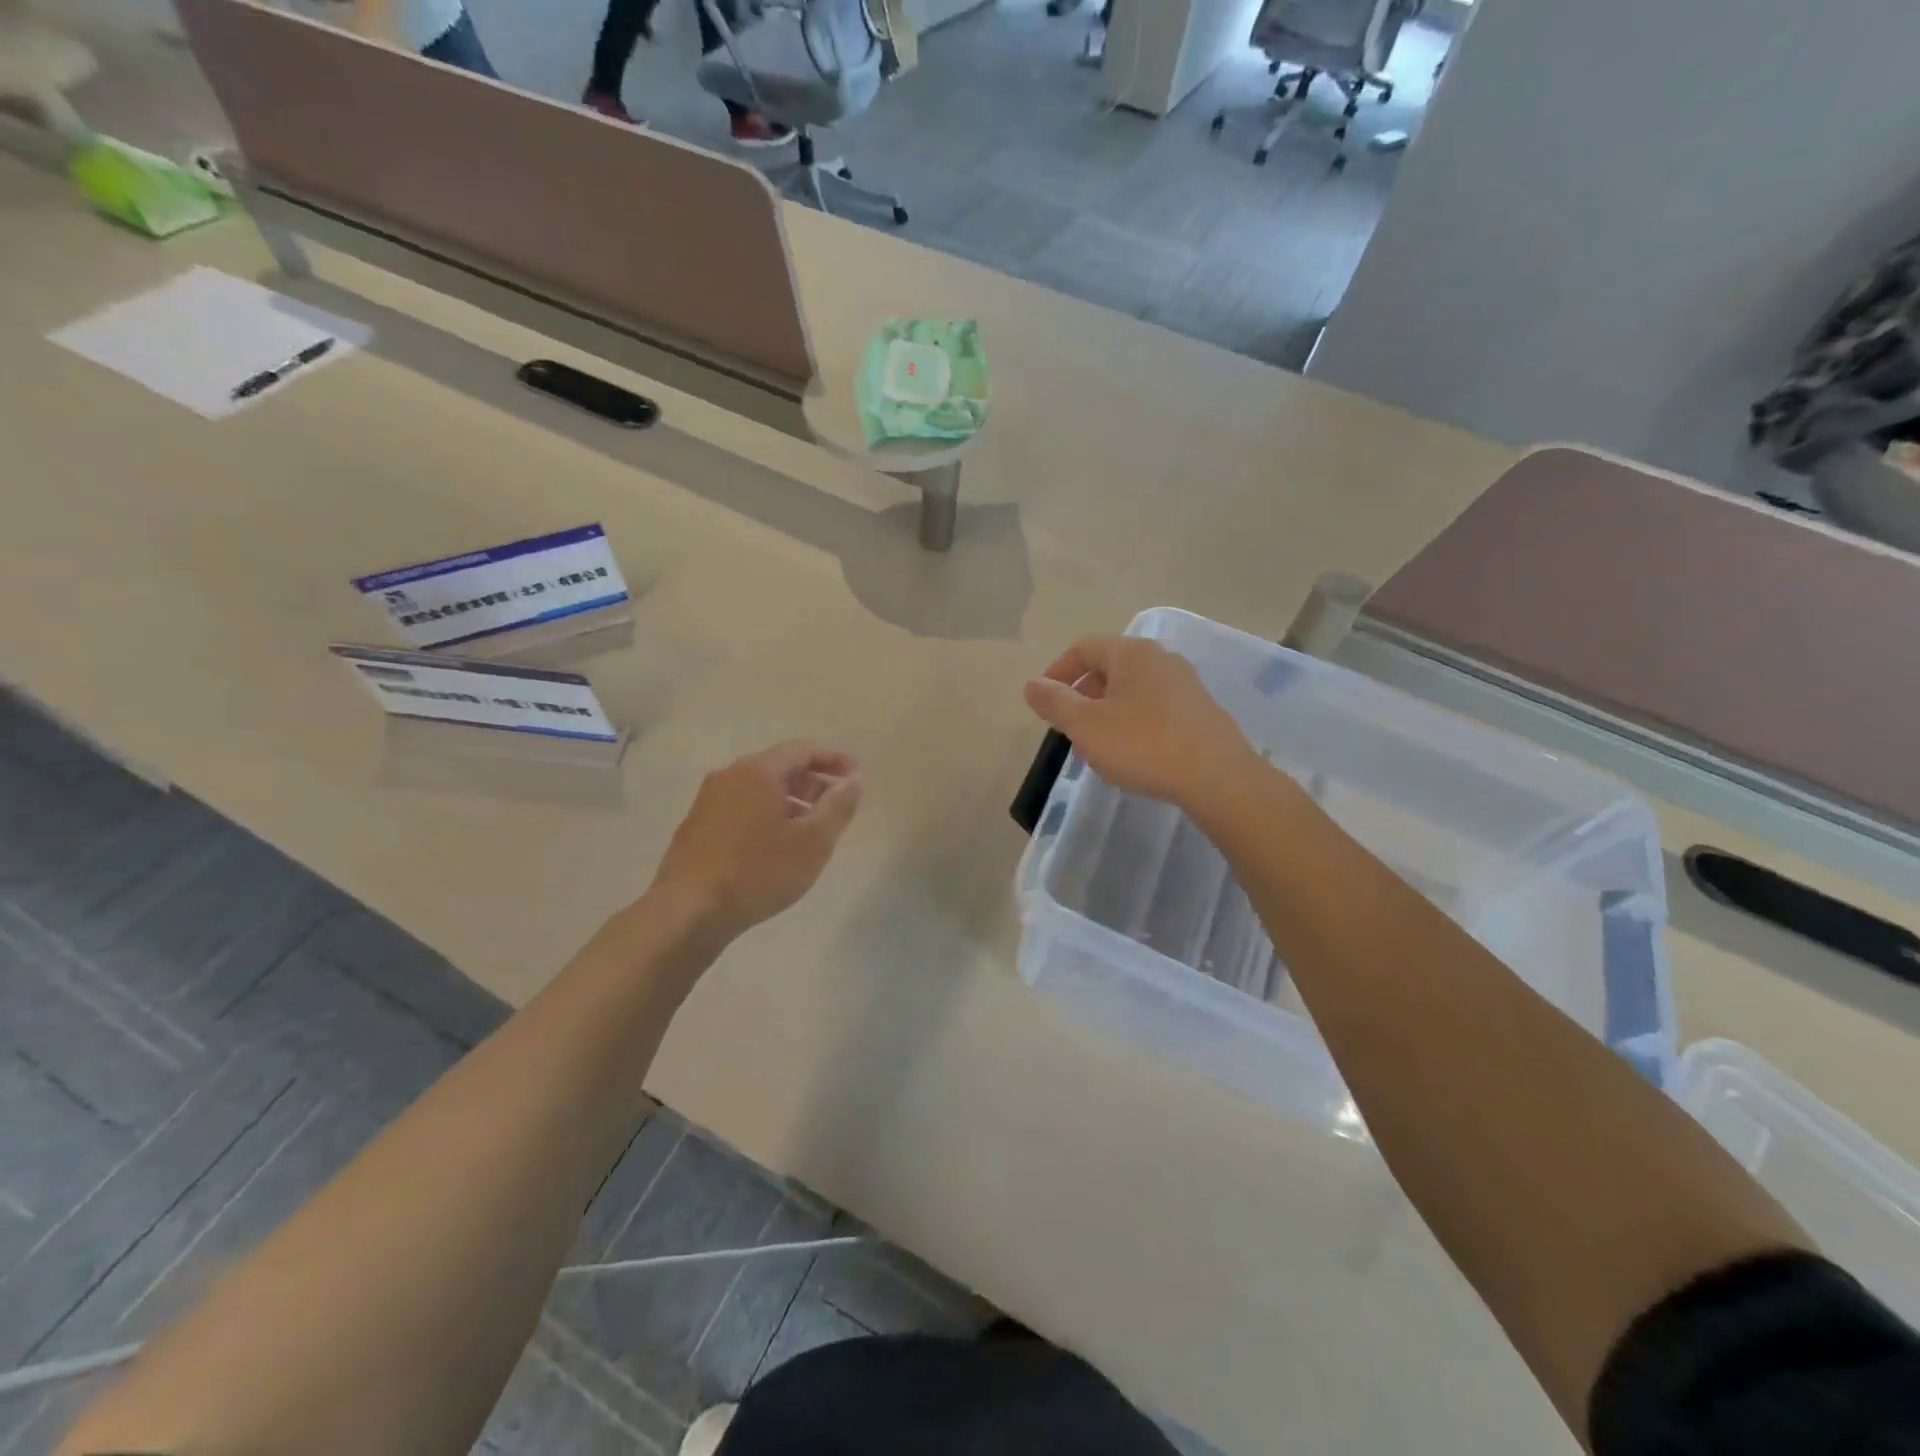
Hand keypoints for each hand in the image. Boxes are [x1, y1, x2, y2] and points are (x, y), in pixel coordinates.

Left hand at [651, 742, 862, 936]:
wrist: (688, 911)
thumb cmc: (758, 872)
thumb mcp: (813, 841)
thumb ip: (838, 805)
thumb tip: (854, 778)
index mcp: (758, 770)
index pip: (804, 749)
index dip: (835, 760)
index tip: (857, 778)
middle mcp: (730, 774)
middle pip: (781, 766)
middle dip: (814, 781)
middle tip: (838, 807)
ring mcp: (709, 799)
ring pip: (760, 787)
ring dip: (791, 800)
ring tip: (812, 829)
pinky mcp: (697, 824)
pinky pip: (742, 805)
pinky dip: (767, 813)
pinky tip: (777, 843)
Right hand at [1023, 636, 1260, 814]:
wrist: (1218, 777)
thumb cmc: (1144, 745)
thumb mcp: (1086, 726)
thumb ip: (1055, 702)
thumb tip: (1032, 685)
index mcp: (1131, 653)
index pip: (1082, 648)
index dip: (1056, 673)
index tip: (1044, 705)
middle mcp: (1160, 658)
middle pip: (1107, 668)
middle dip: (1081, 698)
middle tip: (1069, 732)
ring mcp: (1184, 683)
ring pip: (1130, 691)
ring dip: (1105, 715)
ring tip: (1097, 750)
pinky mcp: (1199, 709)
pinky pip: (1153, 708)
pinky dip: (1132, 724)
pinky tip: (1132, 756)